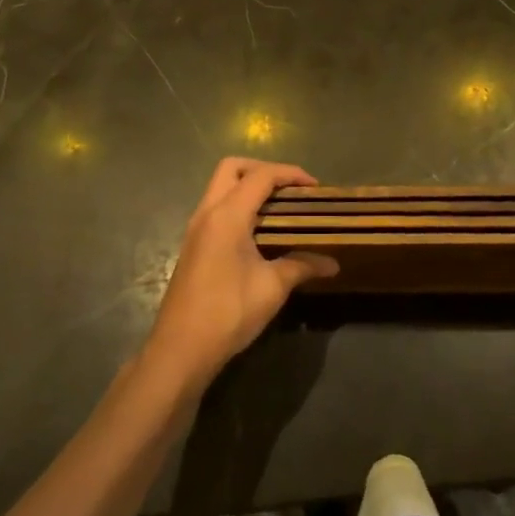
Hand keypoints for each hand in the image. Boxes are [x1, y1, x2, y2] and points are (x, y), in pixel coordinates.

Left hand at [144, 158, 339, 386]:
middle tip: (289, 189)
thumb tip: (332, 263)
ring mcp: (195, 228)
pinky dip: (237, 205)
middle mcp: (207, 212)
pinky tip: (258, 230)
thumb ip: (302, 266)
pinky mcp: (192, 245)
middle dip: (262, 169)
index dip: (290, 174)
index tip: (315, 187)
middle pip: (231, 168)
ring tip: (278, 207)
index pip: (260, 176)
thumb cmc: (229, 312)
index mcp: (227, 215)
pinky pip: (215, 207)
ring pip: (219, 187)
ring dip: (247, 186)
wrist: (182, 348)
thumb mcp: (273, 287)